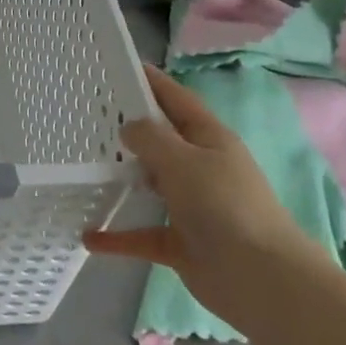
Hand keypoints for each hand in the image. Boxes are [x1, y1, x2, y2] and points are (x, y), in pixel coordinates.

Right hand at [84, 64, 314, 310]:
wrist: (260, 279)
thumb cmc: (224, 205)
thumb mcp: (183, 161)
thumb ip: (151, 138)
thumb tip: (128, 127)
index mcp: (209, 139)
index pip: (176, 99)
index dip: (152, 81)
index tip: (121, 65)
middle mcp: (201, 167)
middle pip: (161, 141)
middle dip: (130, 128)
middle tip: (89, 115)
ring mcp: (192, 206)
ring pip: (152, 184)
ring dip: (124, 178)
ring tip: (84, 165)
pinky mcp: (182, 243)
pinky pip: (143, 234)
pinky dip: (118, 237)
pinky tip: (89, 236)